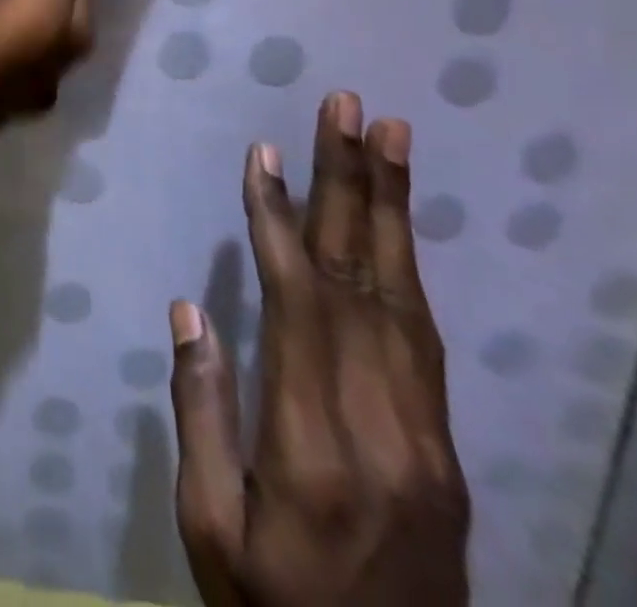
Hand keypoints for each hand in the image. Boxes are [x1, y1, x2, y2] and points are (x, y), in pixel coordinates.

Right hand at [170, 93, 470, 606]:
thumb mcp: (210, 528)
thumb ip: (203, 412)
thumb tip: (192, 309)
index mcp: (314, 447)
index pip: (299, 305)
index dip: (279, 221)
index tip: (265, 154)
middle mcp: (383, 427)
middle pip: (363, 281)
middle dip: (351, 183)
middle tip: (350, 108)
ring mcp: (427, 436)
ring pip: (404, 297)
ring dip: (390, 207)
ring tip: (389, 136)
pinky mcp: (444, 445)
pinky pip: (423, 334)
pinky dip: (405, 264)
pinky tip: (394, 224)